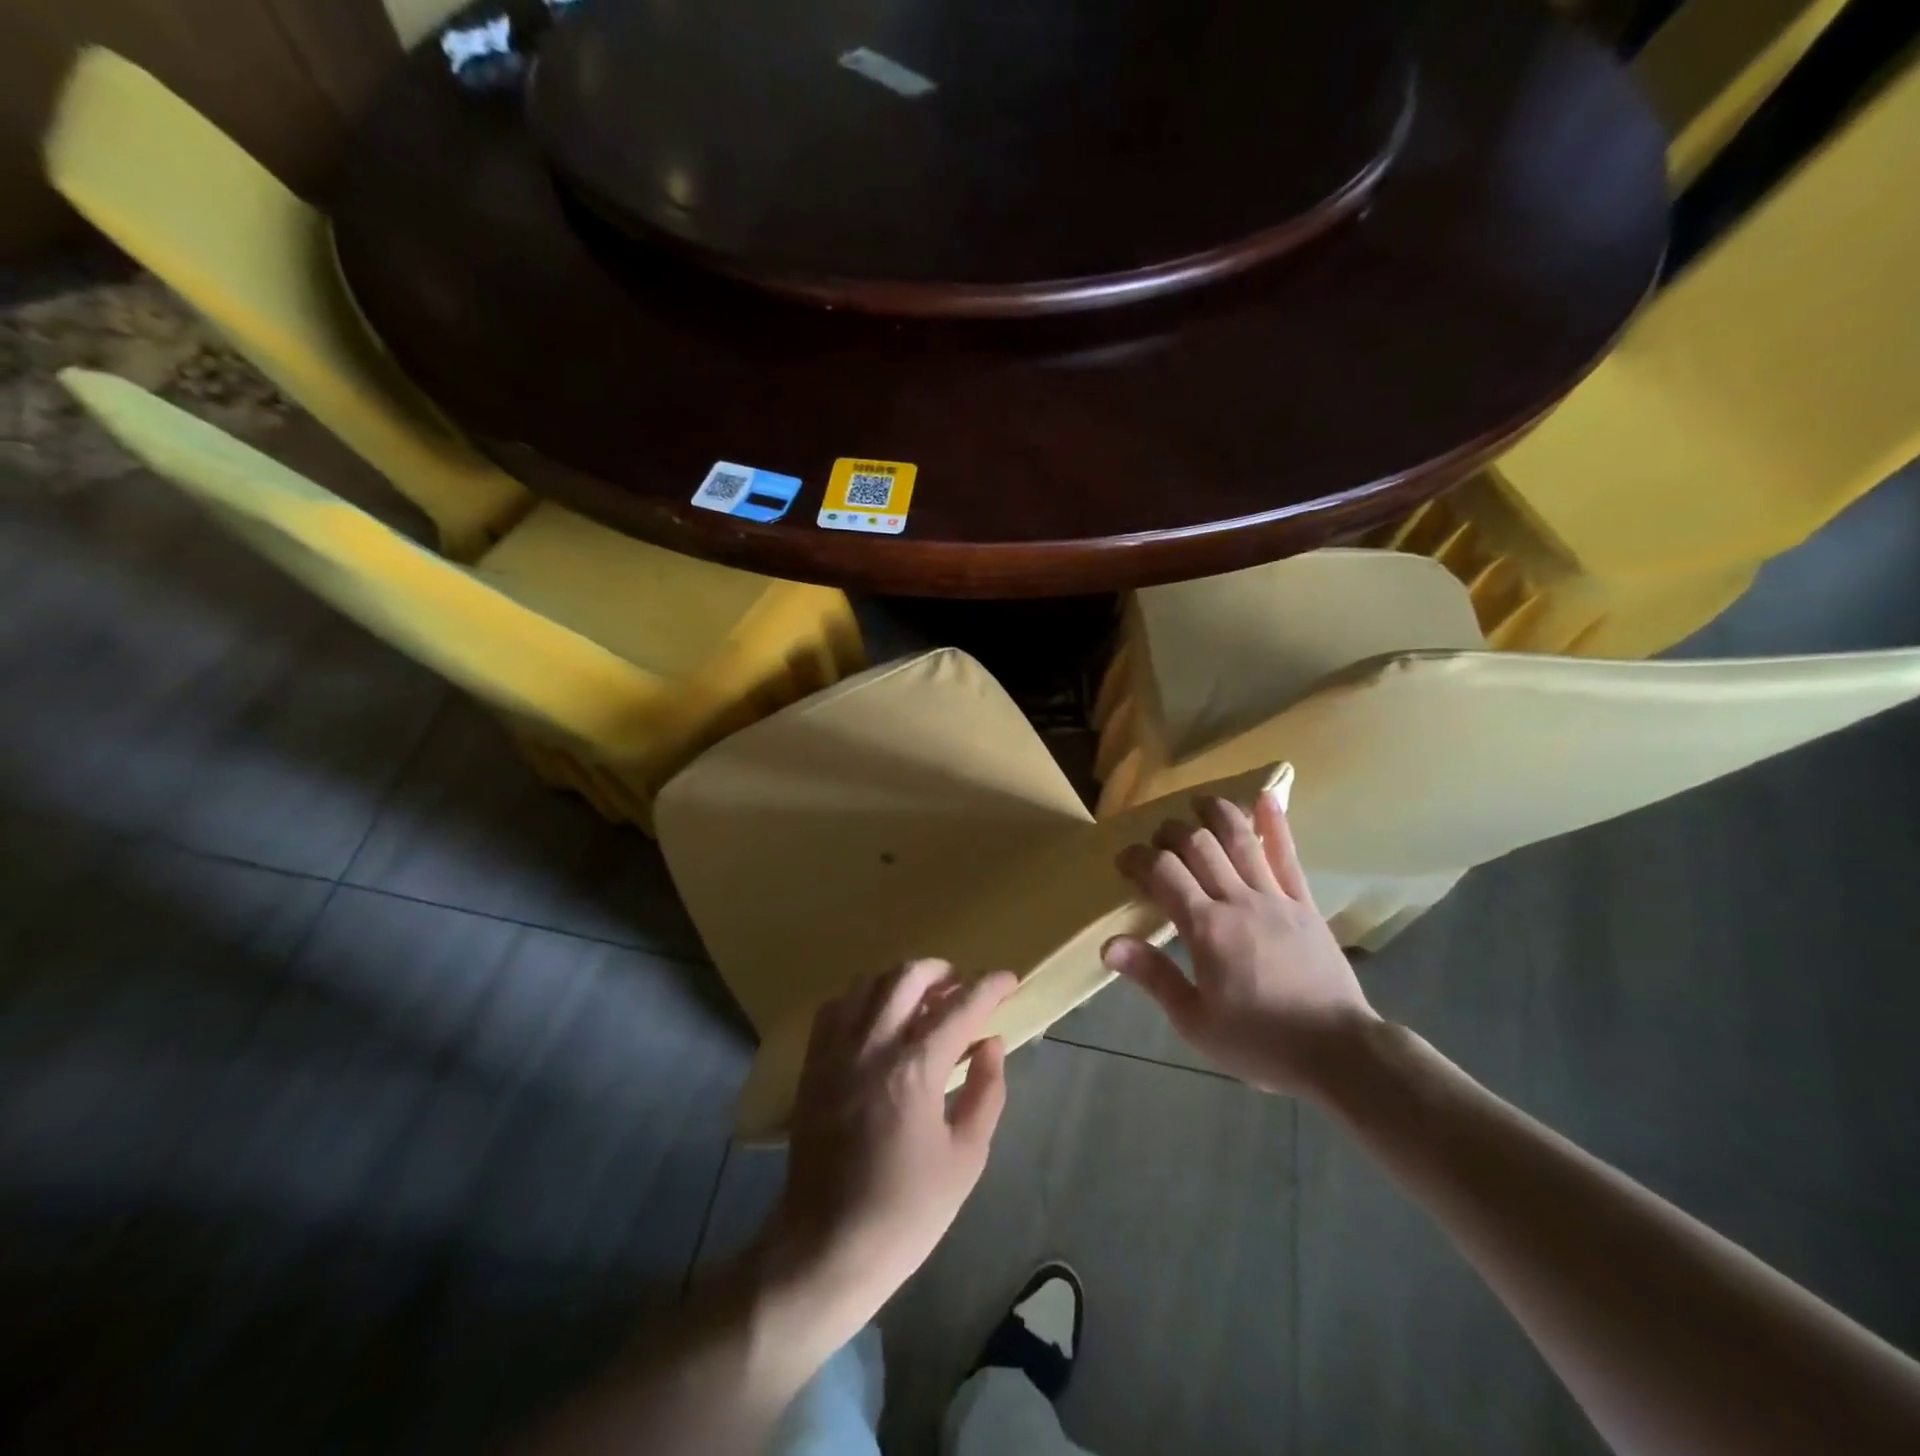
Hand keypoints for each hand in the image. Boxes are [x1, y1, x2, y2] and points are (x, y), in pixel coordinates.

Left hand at [757, 960, 1017, 1344]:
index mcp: (914, 1070)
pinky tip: (879, 1017)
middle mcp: (872, 1046)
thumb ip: (985, 1092)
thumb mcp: (965, 1159)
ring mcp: (836, 1051)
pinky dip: (864, 998)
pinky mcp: (813, 1064)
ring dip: (902, 980)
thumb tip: (991, 1044)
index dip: (989, 987)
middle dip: (943, 971)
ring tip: (924, 998)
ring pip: (869, 982)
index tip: (1009, 979)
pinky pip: (837, 1006)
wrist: (827, 1247)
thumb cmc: (906, 1211)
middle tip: (963, 987)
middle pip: (908, 977)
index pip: (960, 1007)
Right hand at [1102, 790, 1377, 1096]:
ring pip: (1240, 839)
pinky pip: (1288, 856)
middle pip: (1198, 845)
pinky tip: (1266, 797)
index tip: (1124, 861)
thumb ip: (1153, 976)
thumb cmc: (1260, 1042)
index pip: (1163, 872)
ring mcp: (1276, 898)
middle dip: (1170, 832)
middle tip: (1156, 839)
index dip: (1138, 858)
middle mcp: (1238, 900)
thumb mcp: (1195, 1022)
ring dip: (1215, 813)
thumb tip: (1108, 944)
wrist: (1339, 1052)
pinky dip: (1275, 824)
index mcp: (1206, 928)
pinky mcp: (1304, 904)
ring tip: (1197, 801)